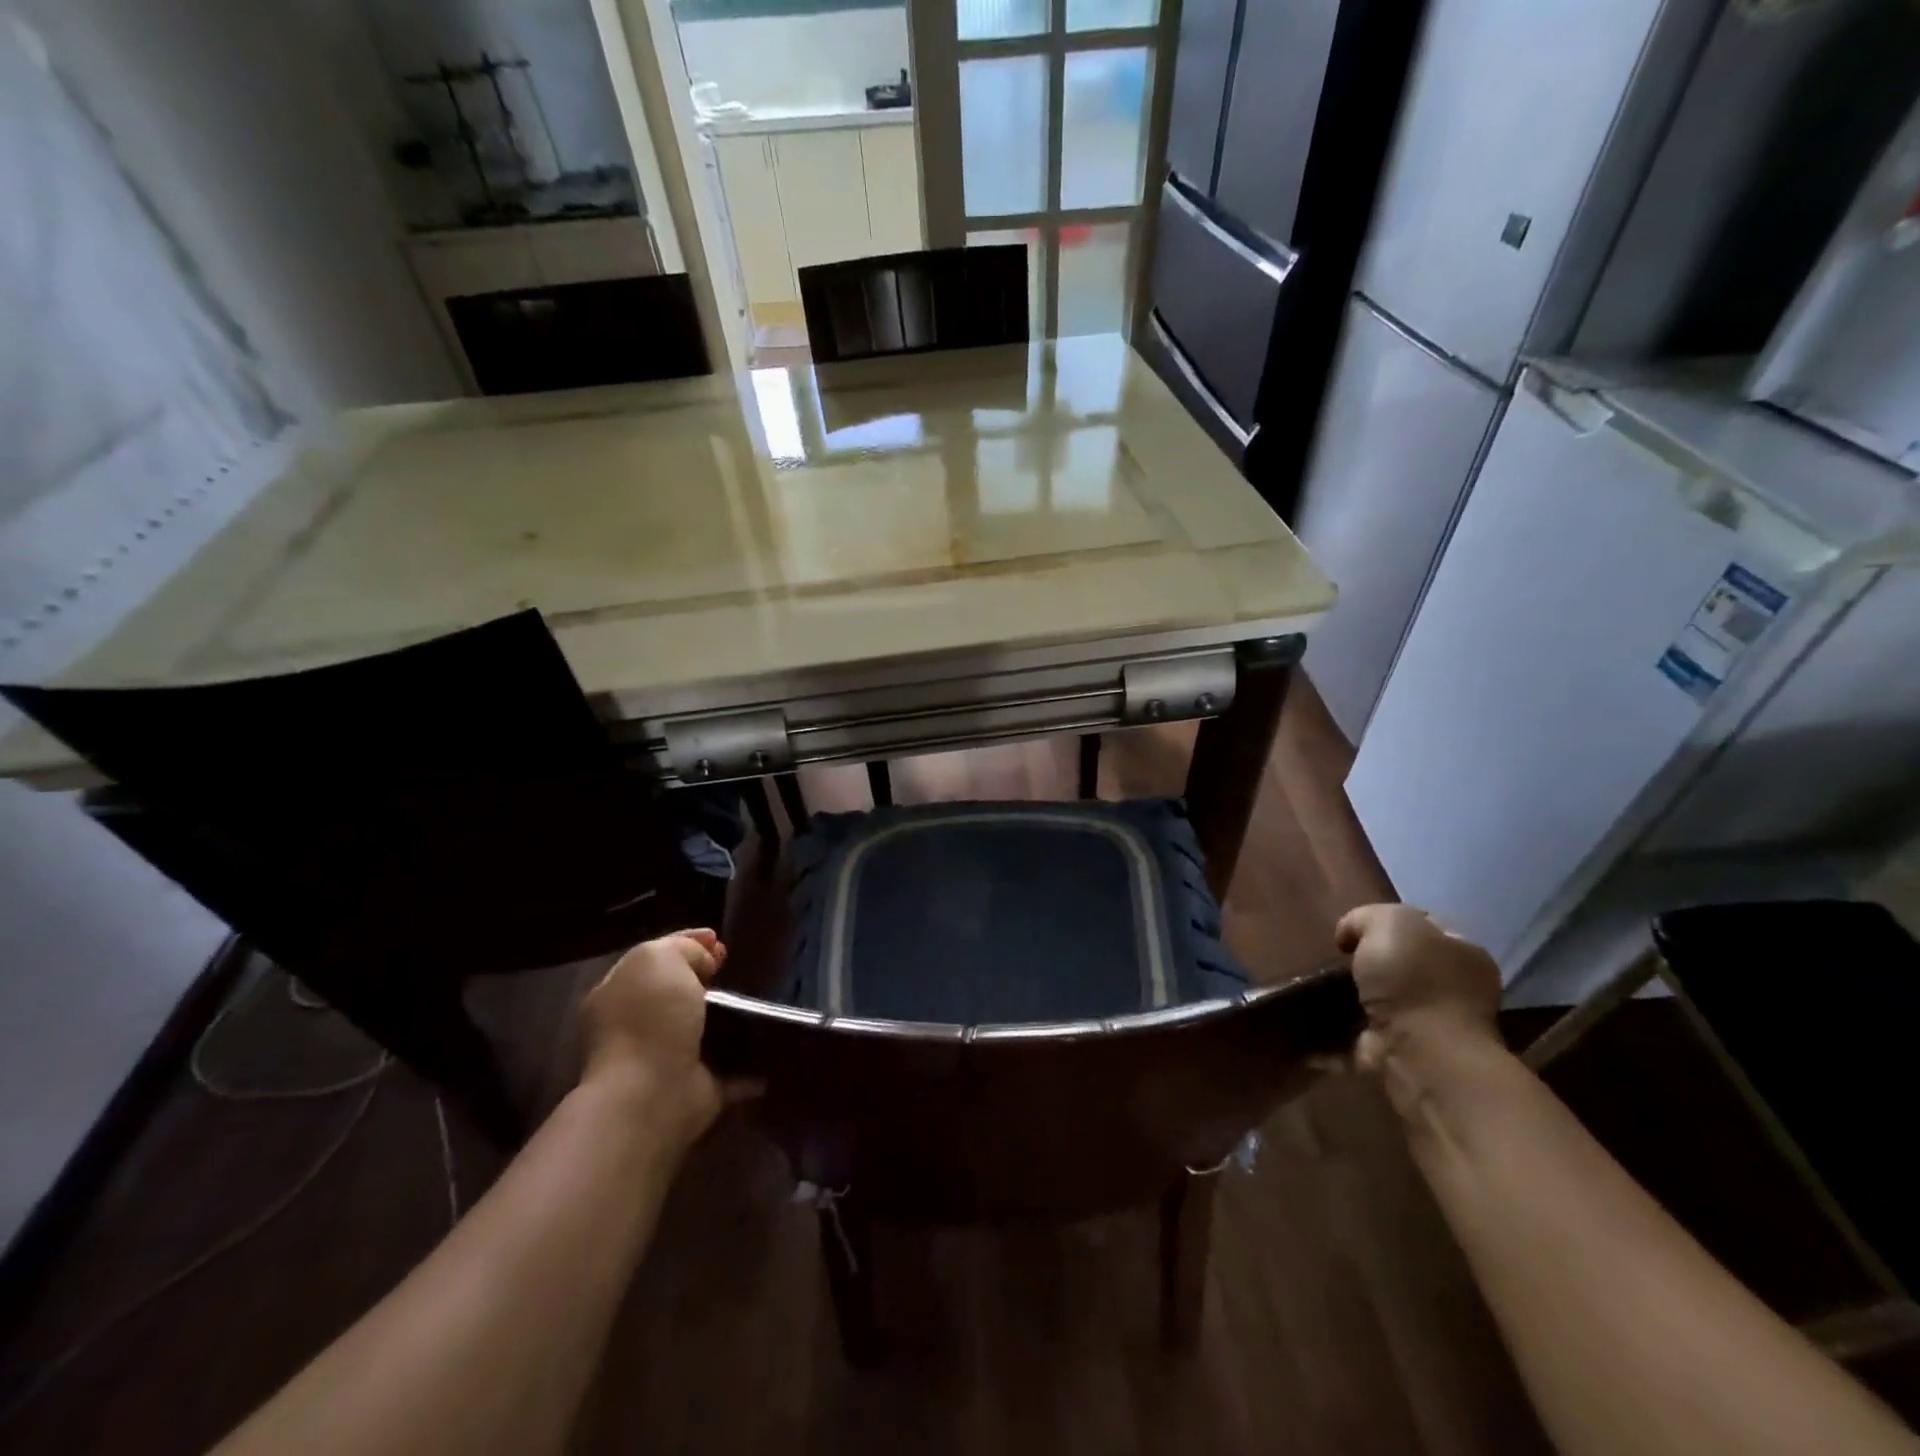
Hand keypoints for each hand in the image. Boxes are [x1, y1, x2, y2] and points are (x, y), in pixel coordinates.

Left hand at [579, 930, 752, 1148]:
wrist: (650, 1096)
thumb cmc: (649, 1020)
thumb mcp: (659, 959)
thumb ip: (682, 949)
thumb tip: (705, 962)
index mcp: (619, 993)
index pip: (655, 958)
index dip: (687, 944)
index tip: (719, 940)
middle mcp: (637, 1027)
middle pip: (679, 993)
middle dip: (710, 980)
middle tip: (736, 970)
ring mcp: (665, 1060)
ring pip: (703, 1030)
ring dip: (730, 1020)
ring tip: (761, 1002)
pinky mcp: (695, 1090)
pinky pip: (729, 1070)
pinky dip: (749, 1064)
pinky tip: (772, 1047)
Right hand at [1336, 904, 1502, 1075]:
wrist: (1421, 1054)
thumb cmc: (1415, 980)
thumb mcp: (1389, 921)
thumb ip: (1366, 918)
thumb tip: (1350, 936)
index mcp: (1466, 954)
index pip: (1425, 928)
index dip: (1387, 924)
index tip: (1354, 932)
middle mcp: (1457, 990)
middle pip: (1404, 966)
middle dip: (1371, 964)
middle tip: (1339, 961)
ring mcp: (1434, 1027)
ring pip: (1386, 1001)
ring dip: (1356, 998)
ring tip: (1322, 989)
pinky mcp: (1407, 1056)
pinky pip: (1368, 1035)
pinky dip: (1346, 1031)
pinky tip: (1323, 1021)